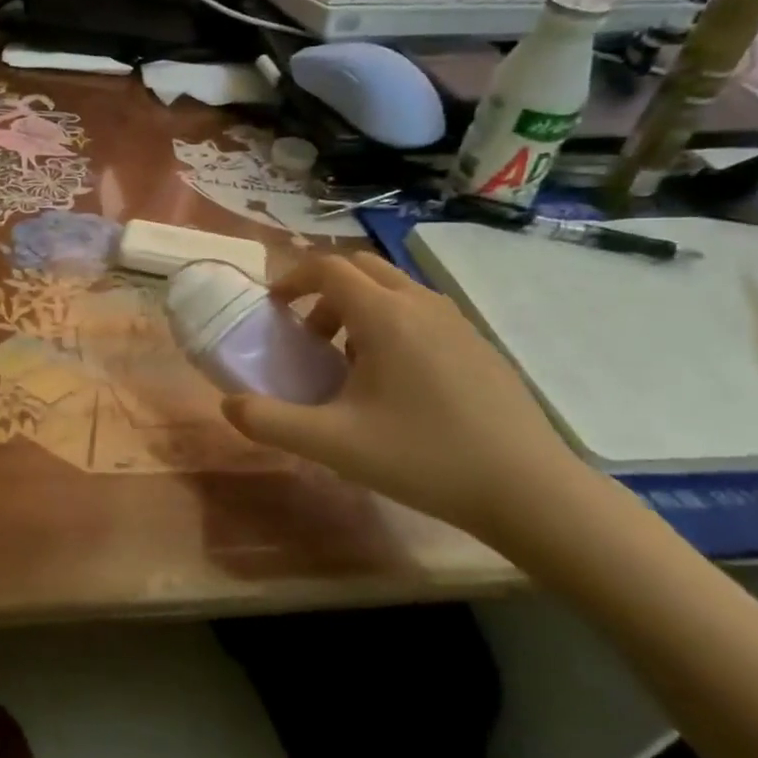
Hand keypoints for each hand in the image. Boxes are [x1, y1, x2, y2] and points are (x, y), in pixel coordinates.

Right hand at [221, 253, 603, 544]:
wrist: (529, 490)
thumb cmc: (423, 457)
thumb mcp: (332, 444)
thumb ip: (270, 422)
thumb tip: (229, 405)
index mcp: (384, 315)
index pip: (327, 267)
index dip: (292, 279)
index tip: (273, 308)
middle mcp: (420, 303)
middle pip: (360, 268)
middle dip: (323, 290)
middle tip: (307, 334)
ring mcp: (456, 320)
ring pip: (393, 288)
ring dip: (358, 307)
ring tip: (347, 361)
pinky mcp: (478, 343)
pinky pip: (420, 311)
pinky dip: (391, 322)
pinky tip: (394, 381)